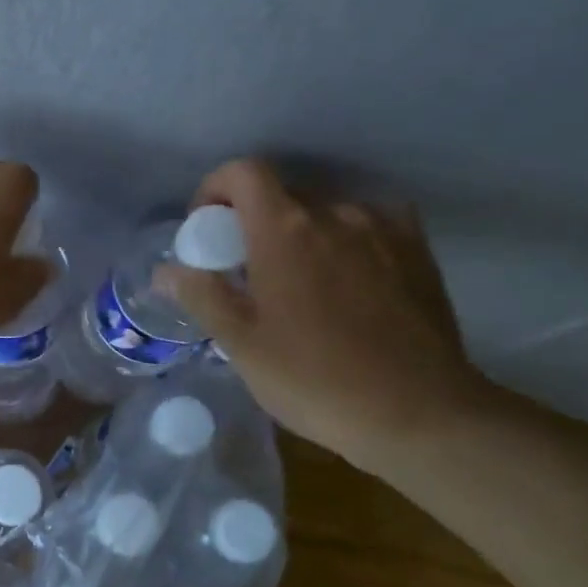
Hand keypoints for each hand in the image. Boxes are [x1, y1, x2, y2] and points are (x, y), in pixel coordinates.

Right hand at [160, 159, 494, 474]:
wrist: (421, 414)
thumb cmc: (316, 379)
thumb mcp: (242, 344)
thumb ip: (201, 295)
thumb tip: (166, 270)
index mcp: (284, 229)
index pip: (242, 172)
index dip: (215, 189)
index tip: (209, 230)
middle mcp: (335, 213)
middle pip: (282, 194)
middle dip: (255, 223)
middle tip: (249, 273)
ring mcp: (383, 228)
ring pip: (325, 213)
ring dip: (302, 235)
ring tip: (302, 286)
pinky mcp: (418, 251)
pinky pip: (369, 226)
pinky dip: (346, 242)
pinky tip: (348, 282)